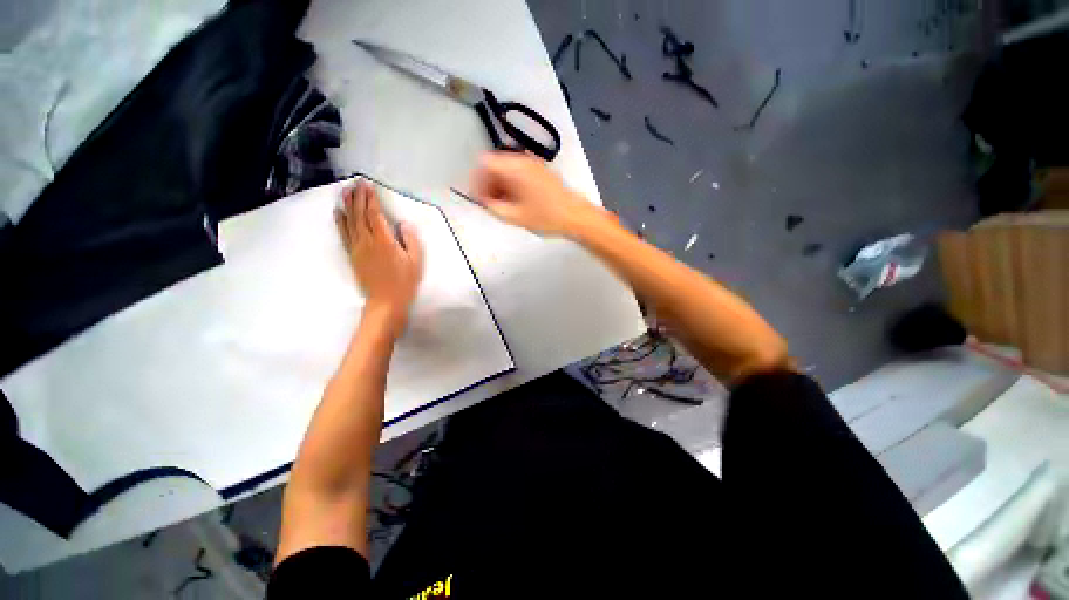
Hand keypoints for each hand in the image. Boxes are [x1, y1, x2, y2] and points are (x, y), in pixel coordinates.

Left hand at [335, 181, 423, 330]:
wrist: (386, 301)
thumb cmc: (404, 281)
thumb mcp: (415, 261)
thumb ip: (411, 240)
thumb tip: (403, 224)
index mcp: (384, 240)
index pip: (374, 214)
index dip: (370, 199)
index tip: (368, 186)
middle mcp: (367, 240)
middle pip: (359, 214)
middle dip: (357, 197)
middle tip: (356, 182)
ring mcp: (357, 248)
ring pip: (349, 222)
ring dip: (347, 205)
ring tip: (344, 191)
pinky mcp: (352, 255)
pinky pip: (344, 235)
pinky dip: (340, 222)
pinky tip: (338, 213)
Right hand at [470, 152, 603, 237]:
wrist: (575, 216)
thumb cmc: (547, 216)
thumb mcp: (514, 216)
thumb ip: (492, 207)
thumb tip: (483, 201)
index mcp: (515, 167)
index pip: (484, 163)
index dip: (476, 180)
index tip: (477, 196)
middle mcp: (523, 160)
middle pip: (495, 165)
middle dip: (488, 183)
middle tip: (488, 203)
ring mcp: (534, 165)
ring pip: (507, 170)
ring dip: (500, 186)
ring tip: (502, 206)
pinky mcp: (541, 172)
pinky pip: (519, 174)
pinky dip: (512, 186)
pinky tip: (515, 202)